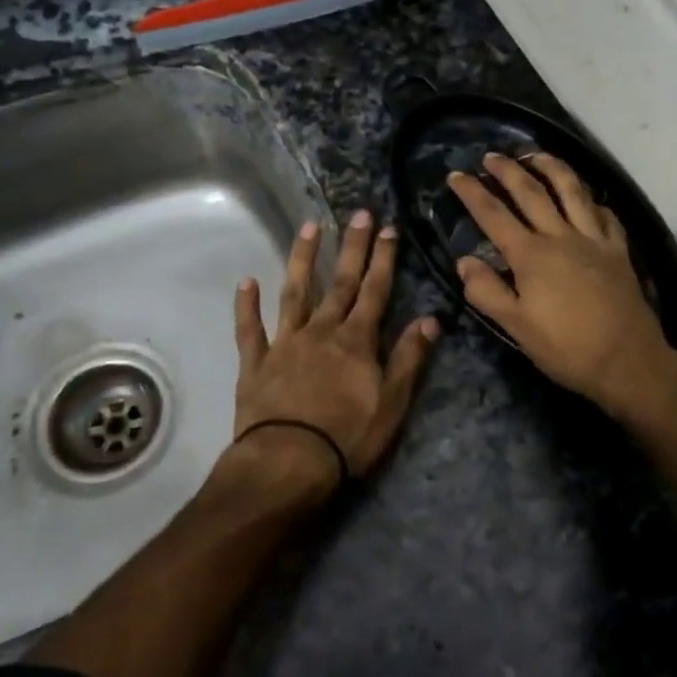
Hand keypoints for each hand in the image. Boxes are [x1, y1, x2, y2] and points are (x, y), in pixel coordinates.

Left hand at [231, 211, 439, 495]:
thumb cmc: (348, 437)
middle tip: (358, 214)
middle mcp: (321, 331)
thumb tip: (430, 319)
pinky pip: (250, 330)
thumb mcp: (392, 403)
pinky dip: (247, 306)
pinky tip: (245, 282)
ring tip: (309, 227)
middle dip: (352, 247)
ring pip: (295, 292)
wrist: (288, 463)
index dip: (383, 259)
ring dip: (303, 259)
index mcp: (356, 341)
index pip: (375, 291)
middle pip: (340, 282)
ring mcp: (285, 343)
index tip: (388, 229)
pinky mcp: (256, 364)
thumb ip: (409, 358)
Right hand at [448, 154, 676, 416]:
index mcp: (531, 255)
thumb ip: (487, 292)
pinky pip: (605, 214)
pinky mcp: (618, 249)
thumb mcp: (516, 327)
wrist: (628, 361)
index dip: (472, 193)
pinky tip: (587, 198)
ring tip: (536, 155)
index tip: (456, 175)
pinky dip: (592, 200)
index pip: (494, 215)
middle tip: (491, 155)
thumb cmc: (566, 348)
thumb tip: (464, 260)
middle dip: (508, 170)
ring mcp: (594, 239)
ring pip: (572, 190)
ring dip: (552, 167)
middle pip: (531, 192)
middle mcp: (561, 236)